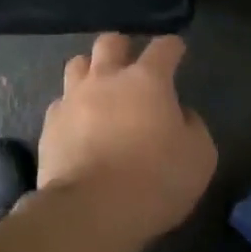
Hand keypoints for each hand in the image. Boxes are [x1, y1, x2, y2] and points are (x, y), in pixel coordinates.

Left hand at [38, 34, 217, 243]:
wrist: (92, 209)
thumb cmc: (154, 180)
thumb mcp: (199, 157)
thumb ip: (193, 127)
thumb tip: (181, 114)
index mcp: (147, 80)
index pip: (162, 48)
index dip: (172, 46)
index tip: (176, 49)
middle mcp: (107, 78)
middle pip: (110, 43)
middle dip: (122, 47)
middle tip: (129, 61)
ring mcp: (74, 97)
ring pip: (78, 64)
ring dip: (90, 69)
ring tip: (97, 86)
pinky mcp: (51, 123)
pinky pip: (61, 102)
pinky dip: (71, 107)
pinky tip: (77, 123)